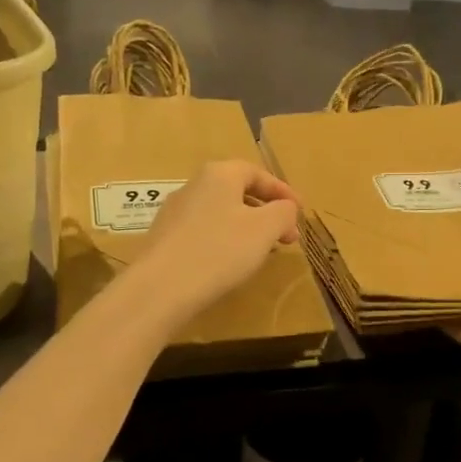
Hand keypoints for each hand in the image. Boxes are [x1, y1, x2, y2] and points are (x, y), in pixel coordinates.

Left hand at [129, 160, 300, 324]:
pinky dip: (224, 241)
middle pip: (238, 192)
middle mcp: (194, 186)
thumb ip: (283, 213)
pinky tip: (229, 264)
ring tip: (261, 252)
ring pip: (221, 213)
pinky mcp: (164, 238)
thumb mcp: (264, 229)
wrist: (160, 288)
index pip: (257, 173)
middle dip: (266, 213)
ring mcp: (175, 212)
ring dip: (246, 228)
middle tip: (286, 237)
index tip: (300, 213)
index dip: (282, 192)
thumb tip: (286, 208)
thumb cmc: (219, 250)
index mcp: (219, 175)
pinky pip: (203, 232)